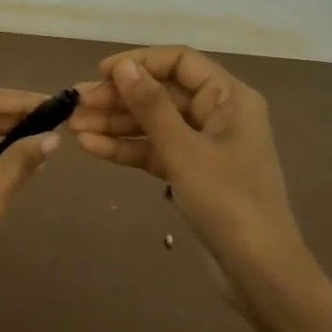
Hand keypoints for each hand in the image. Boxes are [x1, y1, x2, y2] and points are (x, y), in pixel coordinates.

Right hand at [70, 46, 318, 303]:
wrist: (257, 269)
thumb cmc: (226, 200)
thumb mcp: (183, 150)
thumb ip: (151, 105)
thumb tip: (122, 66)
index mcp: (229, 98)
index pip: (180, 62)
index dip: (139, 62)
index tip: (100, 73)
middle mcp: (219, 114)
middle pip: (162, 94)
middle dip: (118, 98)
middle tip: (75, 105)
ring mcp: (205, 146)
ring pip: (154, 124)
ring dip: (115, 124)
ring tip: (73, 127)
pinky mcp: (193, 173)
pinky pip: (155, 151)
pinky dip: (126, 149)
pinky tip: (91, 147)